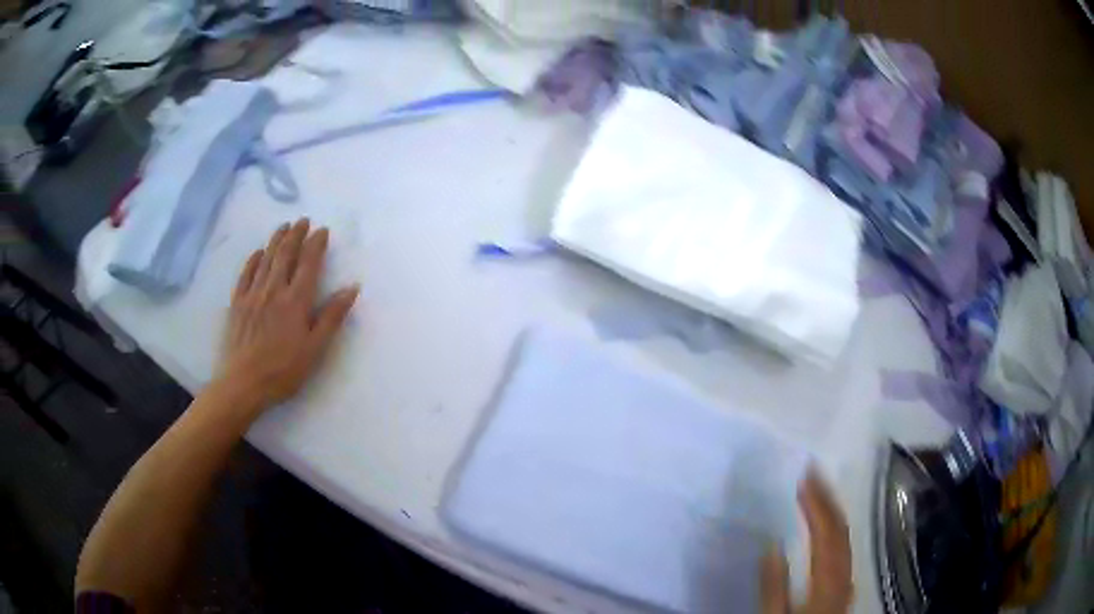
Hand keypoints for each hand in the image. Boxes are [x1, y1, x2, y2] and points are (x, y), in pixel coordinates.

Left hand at [217, 219, 358, 411]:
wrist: (244, 383)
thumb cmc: (284, 370)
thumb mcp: (315, 348)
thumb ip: (332, 316)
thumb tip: (352, 287)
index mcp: (296, 300)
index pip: (309, 263)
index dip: (316, 244)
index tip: (322, 230)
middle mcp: (274, 290)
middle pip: (286, 254)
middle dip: (296, 235)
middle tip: (303, 220)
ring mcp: (253, 294)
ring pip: (266, 259)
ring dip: (276, 240)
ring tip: (284, 226)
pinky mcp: (238, 303)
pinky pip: (246, 274)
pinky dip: (253, 259)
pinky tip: (258, 252)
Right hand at [761, 469, 853, 613]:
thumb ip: (774, 586)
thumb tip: (772, 545)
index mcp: (826, 581)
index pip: (826, 532)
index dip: (817, 501)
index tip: (804, 475)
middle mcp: (843, 574)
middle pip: (841, 529)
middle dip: (828, 497)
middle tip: (812, 471)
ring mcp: (846, 580)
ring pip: (845, 537)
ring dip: (833, 509)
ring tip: (818, 490)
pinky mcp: (843, 586)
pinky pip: (843, 548)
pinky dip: (835, 528)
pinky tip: (827, 525)